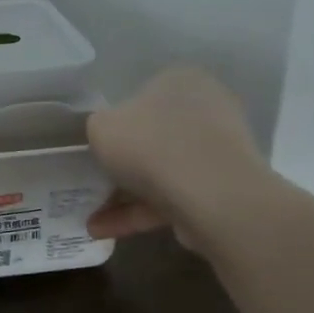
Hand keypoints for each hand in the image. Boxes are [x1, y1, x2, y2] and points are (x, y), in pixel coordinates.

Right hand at [85, 66, 269, 243]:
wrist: (210, 194)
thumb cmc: (149, 144)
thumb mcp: (100, 126)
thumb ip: (99, 128)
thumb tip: (108, 137)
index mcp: (180, 81)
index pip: (142, 96)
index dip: (116, 123)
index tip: (98, 147)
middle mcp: (206, 109)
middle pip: (153, 137)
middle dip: (122, 165)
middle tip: (94, 183)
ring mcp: (217, 152)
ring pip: (162, 172)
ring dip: (125, 196)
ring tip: (91, 222)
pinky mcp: (221, 189)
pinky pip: (173, 198)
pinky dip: (140, 213)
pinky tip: (106, 231)